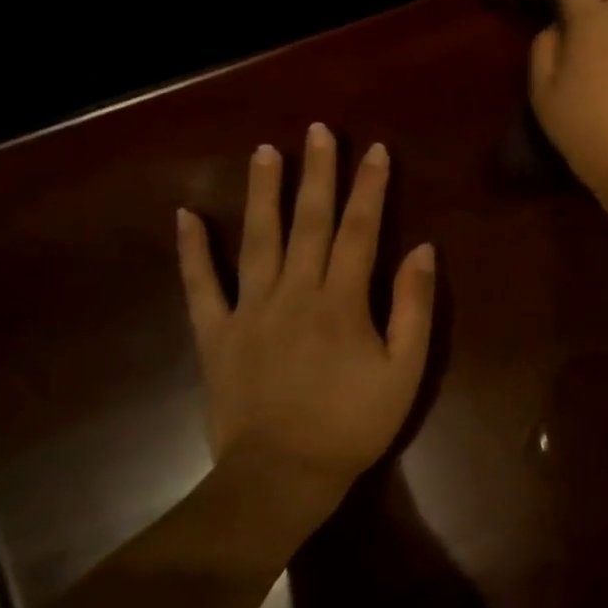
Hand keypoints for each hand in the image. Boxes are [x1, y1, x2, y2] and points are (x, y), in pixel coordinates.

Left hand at [175, 125, 435, 518]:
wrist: (282, 476)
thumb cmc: (355, 423)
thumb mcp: (406, 369)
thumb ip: (414, 306)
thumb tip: (423, 250)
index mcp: (342, 301)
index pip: (361, 230)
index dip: (371, 188)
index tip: (376, 151)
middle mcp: (294, 292)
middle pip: (309, 222)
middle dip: (317, 173)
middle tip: (318, 131)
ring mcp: (249, 310)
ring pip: (256, 239)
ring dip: (262, 193)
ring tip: (264, 151)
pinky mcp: (215, 334)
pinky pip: (200, 285)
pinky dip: (191, 250)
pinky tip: (185, 215)